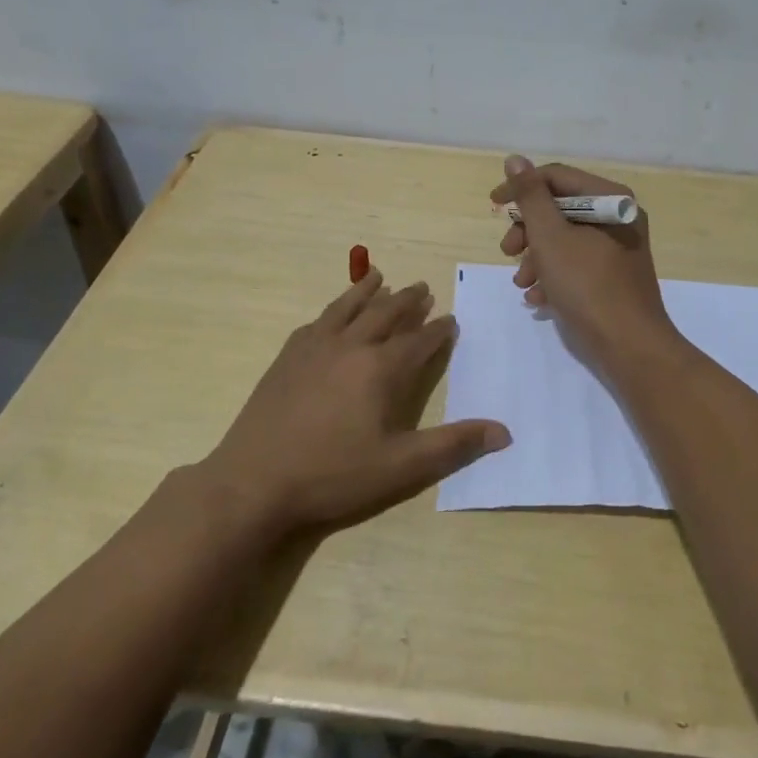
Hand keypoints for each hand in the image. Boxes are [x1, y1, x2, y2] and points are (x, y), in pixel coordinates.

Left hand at [201, 271, 509, 537]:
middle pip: (386, 314)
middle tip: (422, 288)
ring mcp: (314, 348)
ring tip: (379, 276)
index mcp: (381, 369)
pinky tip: (332, 315)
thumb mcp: (400, 467)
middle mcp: (350, 347)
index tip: (451, 319)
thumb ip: (452, 446)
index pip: (419, 341)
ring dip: (367, 291)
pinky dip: (332, 311)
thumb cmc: (332, 475)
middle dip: (408, 301)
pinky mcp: (286, 358)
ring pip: (348, 308)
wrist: (254, 482)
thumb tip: (504, 432)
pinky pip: (316, 322)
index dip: (438, 330)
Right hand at [490, 155, 678, 368]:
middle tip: (507, 251)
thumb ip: (531, 197)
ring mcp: (618, 249)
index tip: (493, 206)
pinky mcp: (613, 277)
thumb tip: (516, 160)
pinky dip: (554, 275)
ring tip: (523, 283)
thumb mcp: (551, 237)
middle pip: (560, 209)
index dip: (521, 188)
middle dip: (528, 231)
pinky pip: (576, 264)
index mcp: (610, 199)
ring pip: (565, 239)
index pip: (557, 177)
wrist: (630, 347)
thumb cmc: (588, 286)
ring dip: (536, 257)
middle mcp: (618, 217)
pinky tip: (539, 298)